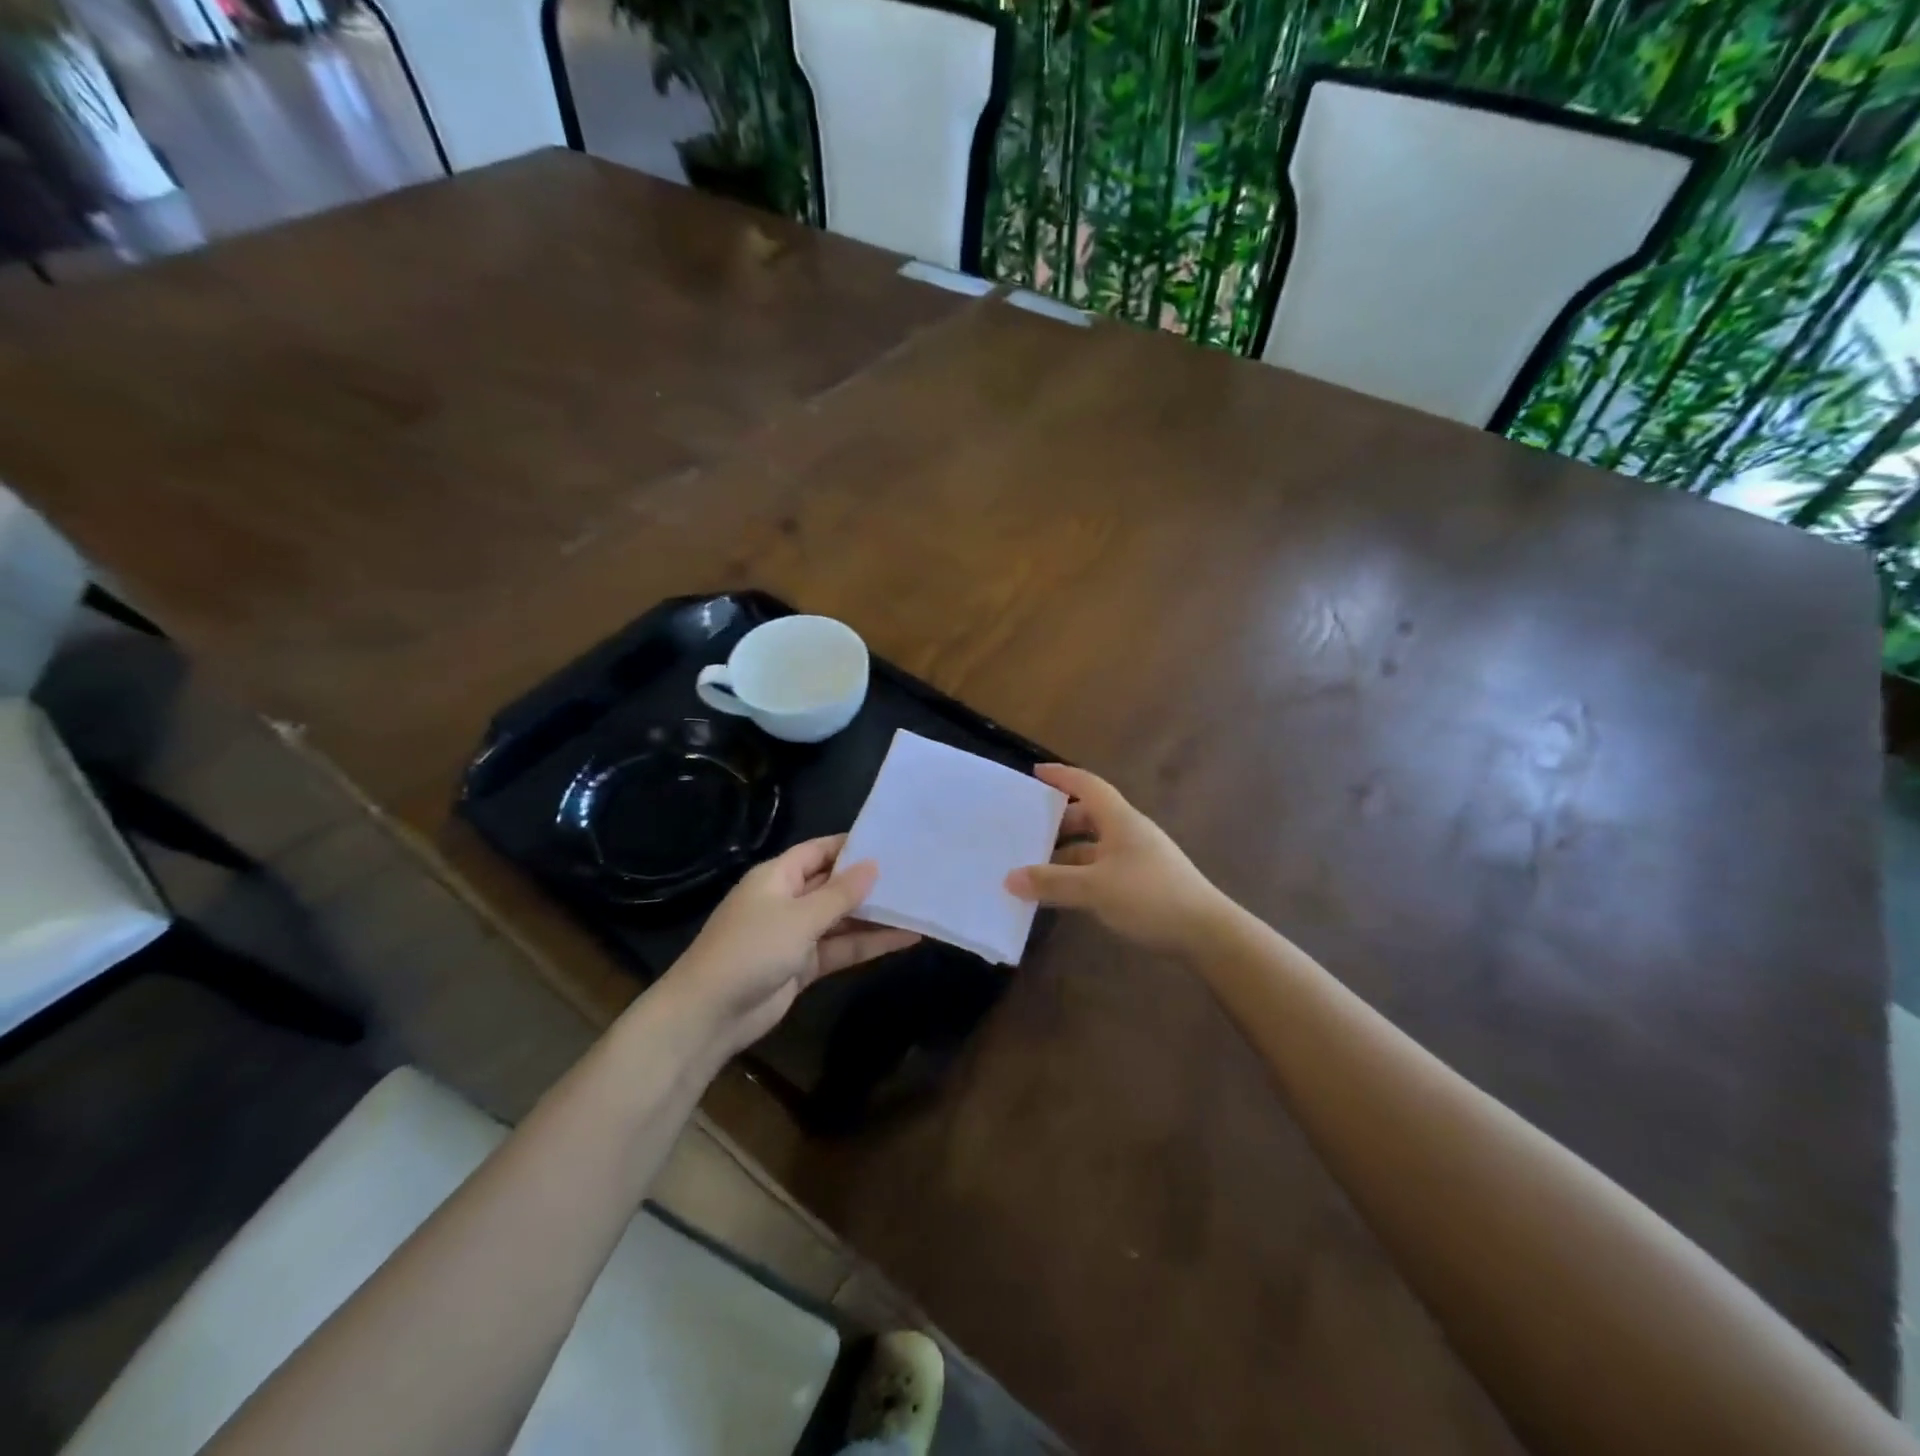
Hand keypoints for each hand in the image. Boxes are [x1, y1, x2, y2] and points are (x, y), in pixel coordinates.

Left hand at [662, 836, 919, 1057]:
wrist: (710, 1014)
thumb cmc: (751, 950)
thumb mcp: (799, 917)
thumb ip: (840, 894)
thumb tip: (874, 865)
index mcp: (778, 876)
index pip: (820, 850)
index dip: (852, 845)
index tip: (892, 841)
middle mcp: (788, 900)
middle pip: (834, 884)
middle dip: (870, 882)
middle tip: (916, 873)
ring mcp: (796, 934)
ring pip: (842, 919)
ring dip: (876, 916)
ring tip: (920, 905)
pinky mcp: (804, 965)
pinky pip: (842, 948)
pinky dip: (869, 944)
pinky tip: (905, 938)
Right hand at [1006, 764, 1228, 955]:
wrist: (1206, 933)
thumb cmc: (1150, 897)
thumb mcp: (1094, 888)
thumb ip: (1051, 882)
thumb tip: (1009, 878)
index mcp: (1120, 820)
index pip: (1087, 785)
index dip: (1061, 776)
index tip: (1035, 773)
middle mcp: (1130, 832)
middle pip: (1090, 816)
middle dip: (1059, 822)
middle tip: (1028, 831)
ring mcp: (1139, 858)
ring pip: (1095, 846)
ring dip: (1068, 854)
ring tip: (1038, 868)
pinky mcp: (1145, 883)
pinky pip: (1104, 869)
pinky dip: (1082, 875)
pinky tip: (1066, 894)